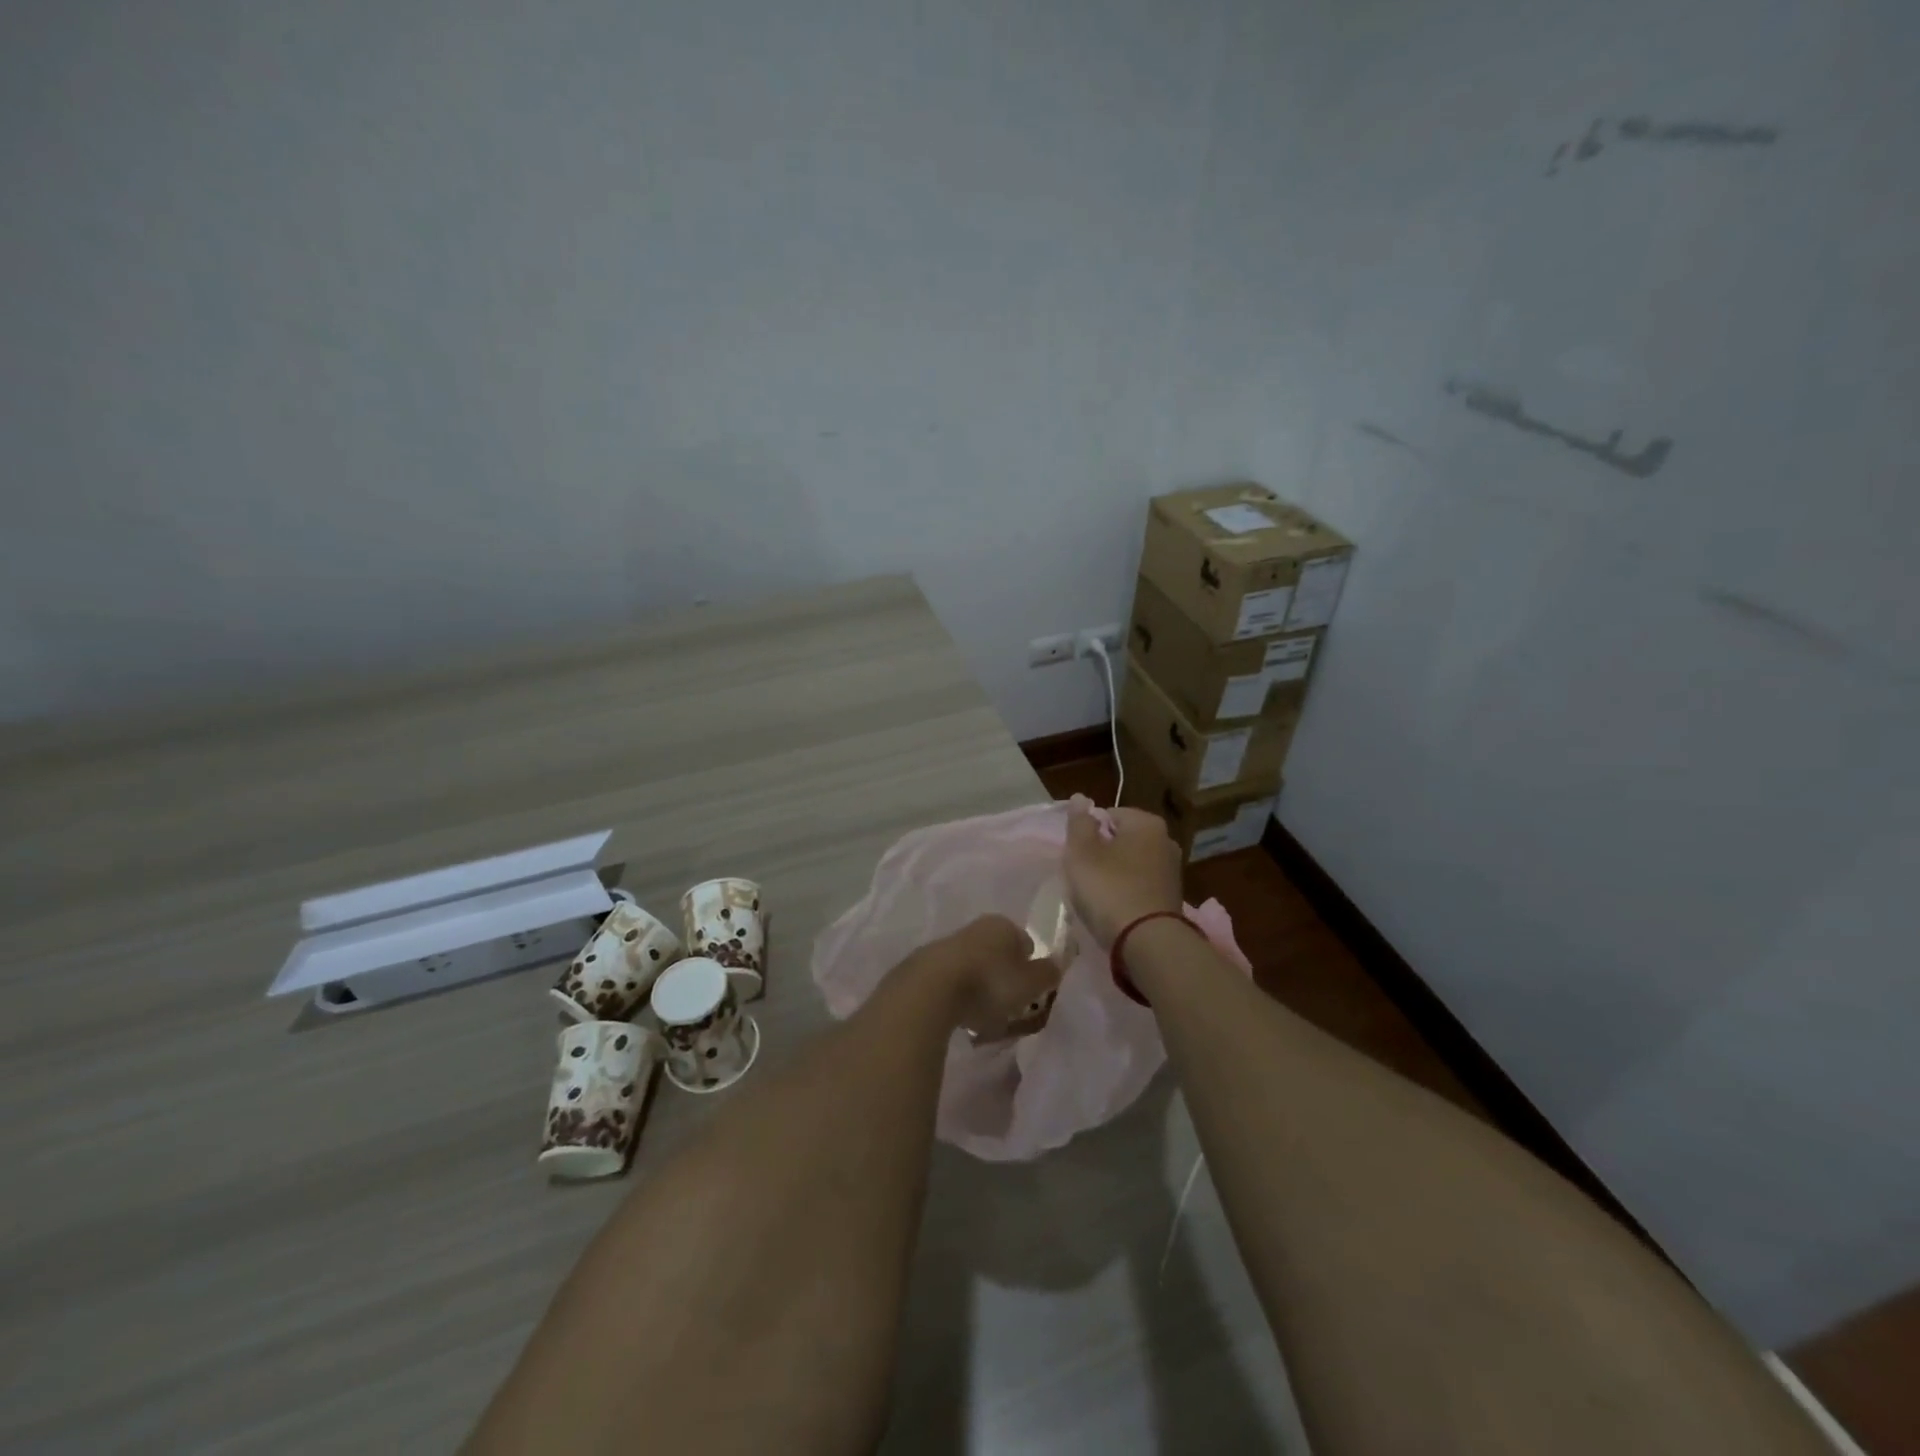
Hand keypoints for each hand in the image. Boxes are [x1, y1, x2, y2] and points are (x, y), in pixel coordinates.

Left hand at [937, 915, 1061, 1038]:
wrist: (930, 990)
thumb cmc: (990, 983)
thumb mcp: (1030, 983)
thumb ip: (1048, 974)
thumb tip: (1056, 966)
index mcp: (1003, 925)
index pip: (1026, 943)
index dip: (1031, 968)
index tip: (1031, 993)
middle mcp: (976, 928)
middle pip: (999, 954)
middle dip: (1005, 977)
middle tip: (1010, 1006)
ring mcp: (948, 945)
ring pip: (975, 967)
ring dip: (981, 988)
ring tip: (984, 1017)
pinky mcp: (926, 966)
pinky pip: (953, 982)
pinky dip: (959, 997)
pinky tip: (961, 1017)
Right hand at [1063, 801, 1183, 947]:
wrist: (1147, 942)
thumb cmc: (1109, 889)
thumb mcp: (1082, 852)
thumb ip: (1079, 822)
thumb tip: (1080, 798)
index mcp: (1147, 822)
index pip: (1108, 815)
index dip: (1087, 833)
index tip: (1077, 855)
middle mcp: (1165, 840)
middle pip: (1120, 839)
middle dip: (1101, 854)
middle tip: (1083, 875)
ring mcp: (1172, 870)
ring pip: (1130, 864)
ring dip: (1113, 875)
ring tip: (1096, 896)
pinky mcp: (1171, 897)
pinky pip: (1140, 886)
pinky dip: (1126, 892)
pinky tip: (1114, 909)